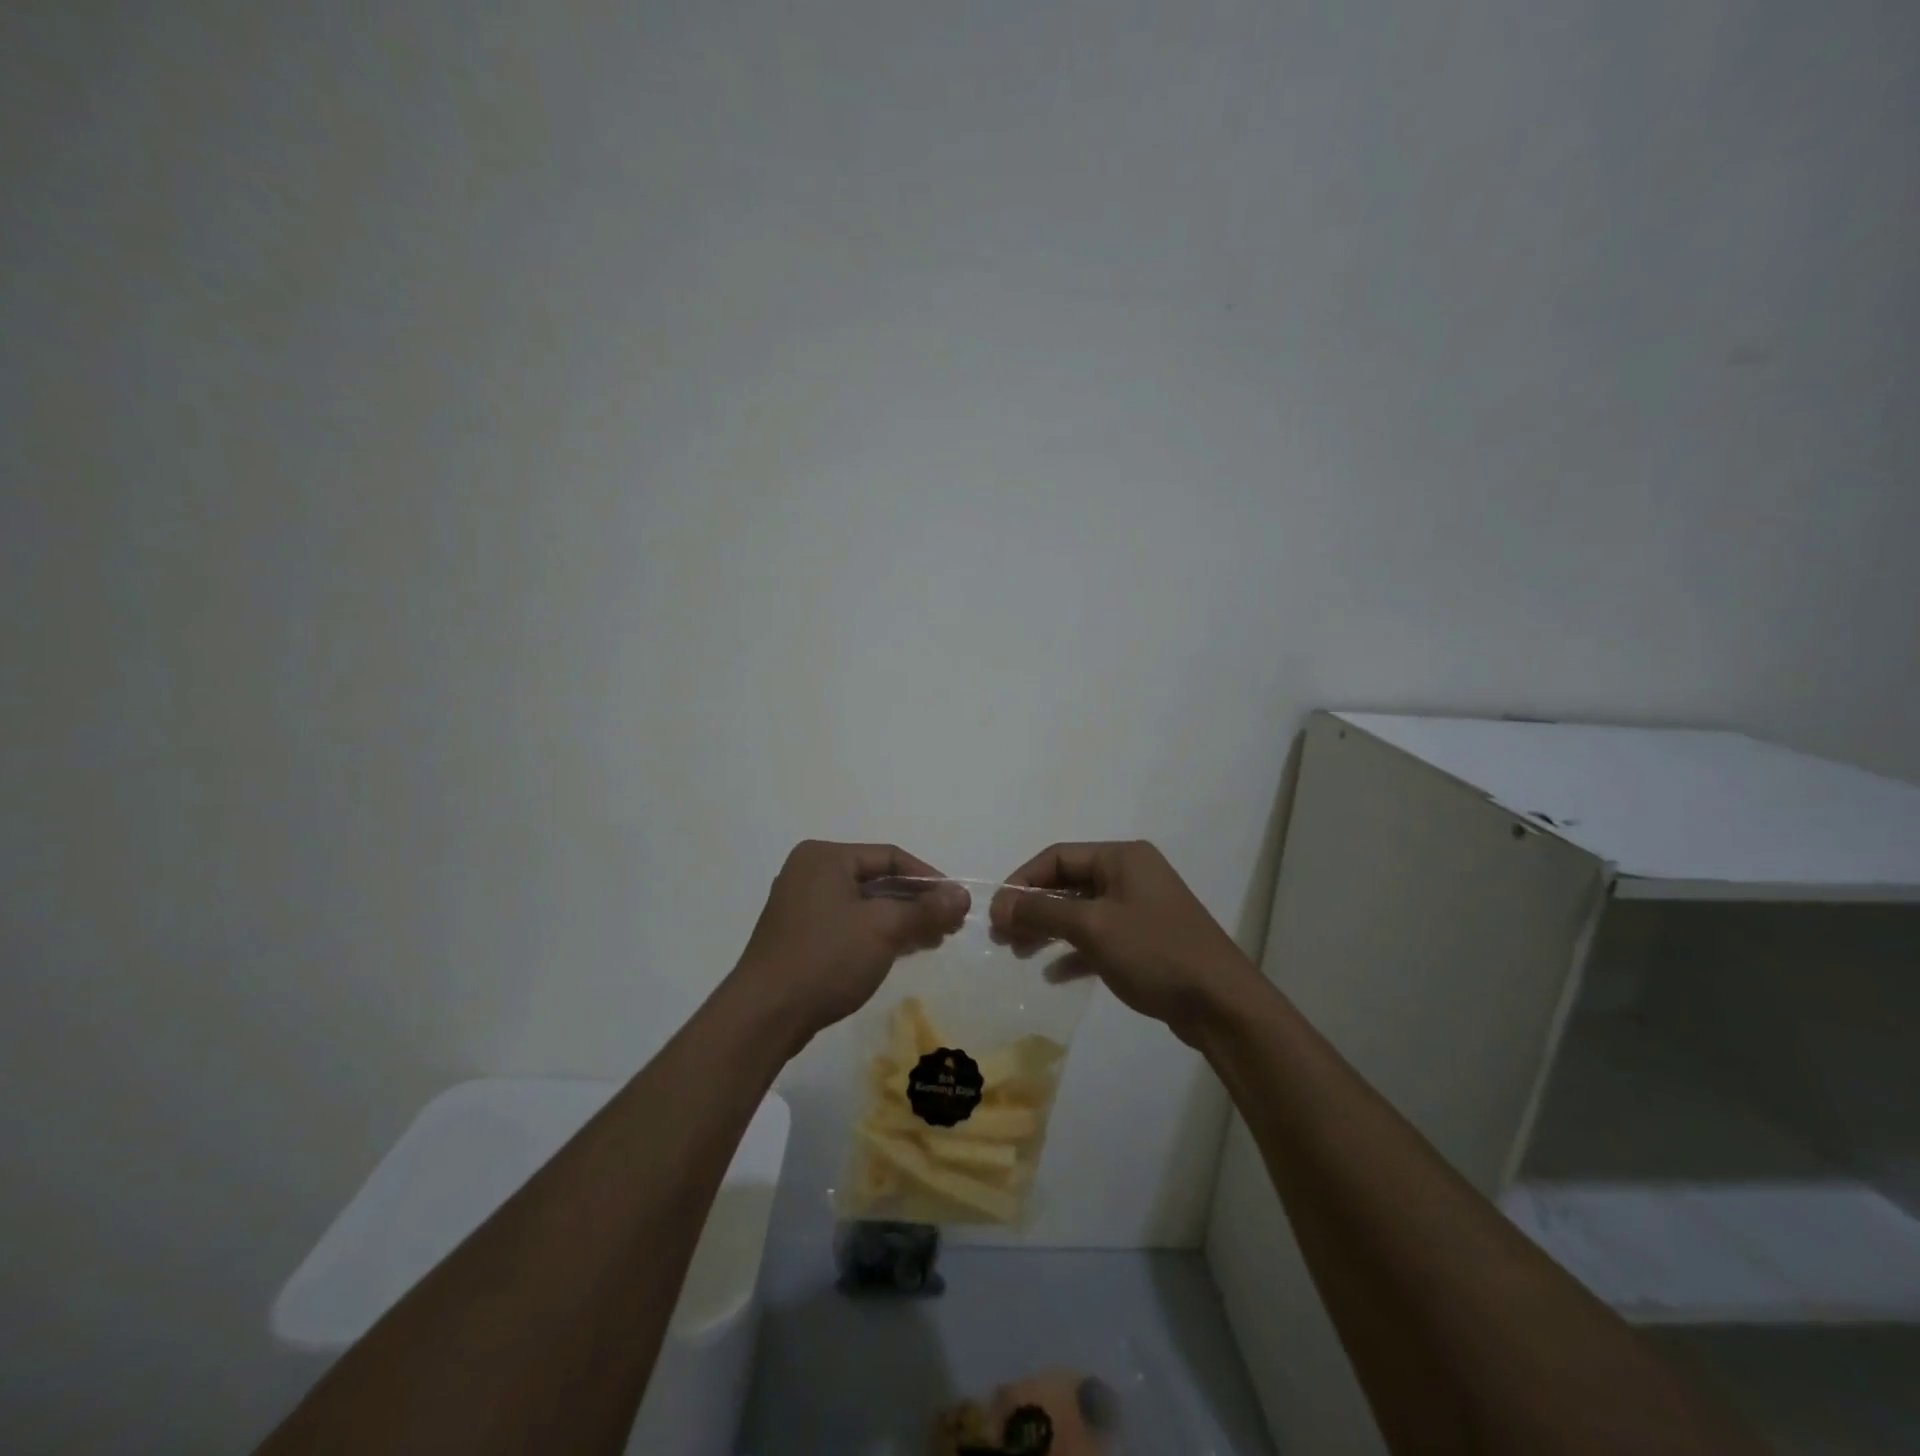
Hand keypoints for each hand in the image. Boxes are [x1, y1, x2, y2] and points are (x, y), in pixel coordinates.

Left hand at [729, 841, 969, 1049]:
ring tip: (935, 940)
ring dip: (901, 920)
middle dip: (917, 902)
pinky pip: (849, 924)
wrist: (764, 1016)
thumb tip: (962, 895)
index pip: (890, 856)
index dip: (929, 878)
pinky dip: (878, 934)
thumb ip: (925, 909)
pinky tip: (904, 950)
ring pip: (864, 905)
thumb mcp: (883, 929)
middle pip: (877, 880)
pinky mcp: (800, 937)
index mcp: (825, 857)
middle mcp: (811, 873)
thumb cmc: (826, 958)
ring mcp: (802, 906)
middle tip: (951, 925)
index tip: (957, 903)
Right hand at [989, 841, 1255, 1044]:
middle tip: (1003, 937)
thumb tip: (1000, 902)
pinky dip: (1074, 951)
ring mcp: (1139, 909)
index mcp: (1122, 857)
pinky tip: (1054, 974)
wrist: (1221, 1004)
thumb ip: (1043, 911)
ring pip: (1080, 912)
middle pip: (1068, 884)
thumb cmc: (1154, 951)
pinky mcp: (1145, 941)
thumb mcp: (1092, 926)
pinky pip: (1099, 937)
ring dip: (1049, 930)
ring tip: (1020, 954)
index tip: (996, 913)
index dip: (1023, 881)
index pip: (1058, 857)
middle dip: (1033, 908)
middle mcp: (1131, 875)